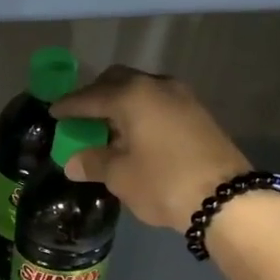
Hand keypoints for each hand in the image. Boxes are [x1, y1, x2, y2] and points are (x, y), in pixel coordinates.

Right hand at [52, 66, 251, 229]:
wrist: (226, 198)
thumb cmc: (163, 183)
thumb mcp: (120, 176)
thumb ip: (94, 163)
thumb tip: (73, 162)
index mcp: (132, 96)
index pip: (91, 96)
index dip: (69, 105)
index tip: (53, 112)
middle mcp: (157, 86)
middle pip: (118, 81)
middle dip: (97, 95)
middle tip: (81, 116)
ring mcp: (182, 98)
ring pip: (142, 91)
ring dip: (122, 104)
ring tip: (108, 128)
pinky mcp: (198, 114)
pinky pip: (159, 104)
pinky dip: (142, 113)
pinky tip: (136, 135)